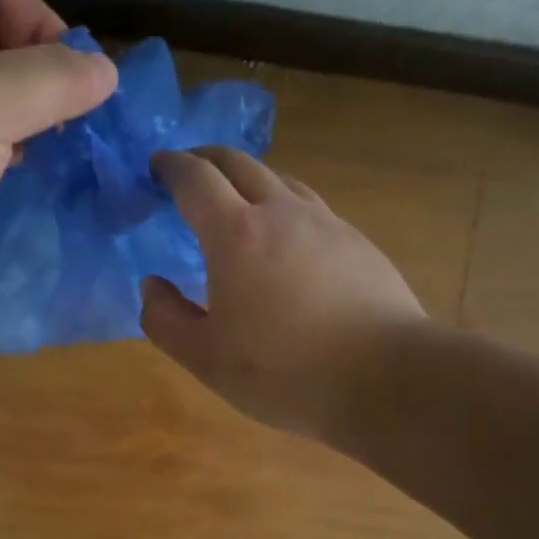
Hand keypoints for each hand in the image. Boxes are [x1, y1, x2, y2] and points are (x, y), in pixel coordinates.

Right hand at [140, 148, 431, 441]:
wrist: (386, 378)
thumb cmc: (283, 370)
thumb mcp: (205, 358)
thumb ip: (165, 319)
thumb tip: (152, 285)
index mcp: (235, 233)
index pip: (196, 179)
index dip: (171, 167)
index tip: (157, 167)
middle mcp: (281, 212)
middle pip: (239, 163)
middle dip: (207, 159)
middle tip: (189, 171)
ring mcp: (326, 223)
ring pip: (280, 180)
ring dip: (249, 179)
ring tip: (237, 201)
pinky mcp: (357, 242)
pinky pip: (310, 207)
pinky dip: (284, 205)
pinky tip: (287, 239)